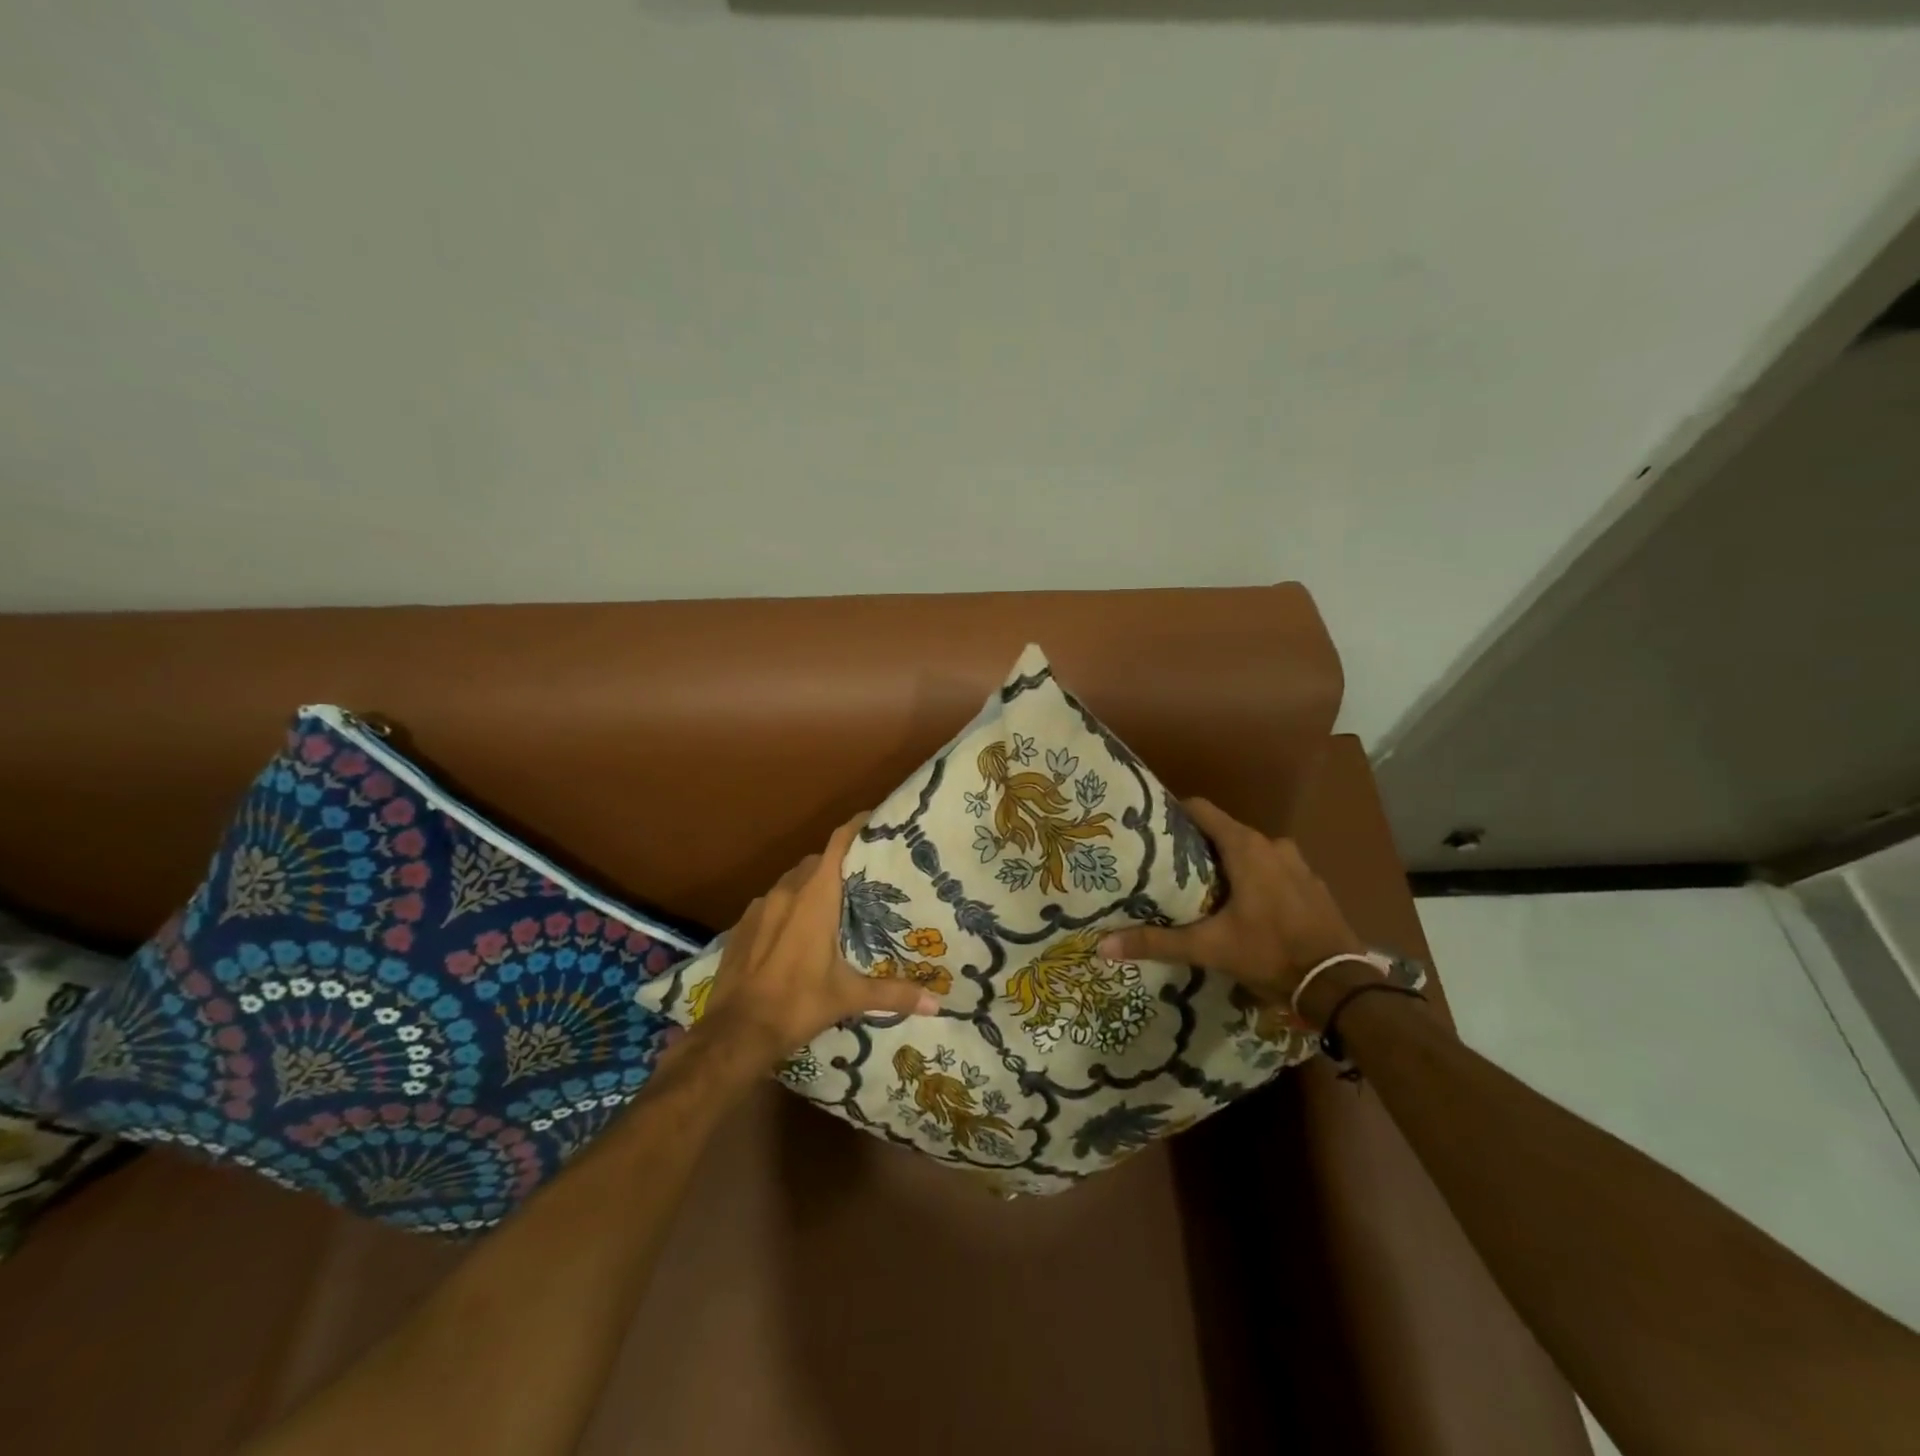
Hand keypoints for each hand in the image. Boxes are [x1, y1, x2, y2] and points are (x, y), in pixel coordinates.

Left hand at [702, 814, 939, 1064]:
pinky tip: (796, 930)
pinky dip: (788, 905)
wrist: (736, 1032)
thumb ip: (893, 994)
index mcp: (815, 898)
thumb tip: (936, 1004)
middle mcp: (787, 892)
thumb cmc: (798, 1004)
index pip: (837, 845)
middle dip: (838, 863)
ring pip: (791, 881)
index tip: (876, 821)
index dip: (856, 827)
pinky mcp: (741, 925)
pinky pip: (771, 902)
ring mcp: (759, 907)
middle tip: (863, 876)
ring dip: (811, 884)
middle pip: (816, 861)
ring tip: (833, 903)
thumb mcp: (849, 998)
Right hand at [1098, 797, 1363, 1011]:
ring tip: (1203, 887)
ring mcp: (1298, 864)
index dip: (1174, 813)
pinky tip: (1245, 906)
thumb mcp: (1209, 948)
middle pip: (1224, 831)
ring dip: (1229, 863)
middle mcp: (1273, 845)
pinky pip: (1275, 869)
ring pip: (1251, 851)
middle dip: (1197, 845)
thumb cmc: (1270, 953)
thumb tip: (1102, 945)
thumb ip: (1157, 942)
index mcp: (1246, 848)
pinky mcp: (1313, 885)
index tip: (1151, 827)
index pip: (1201, 809)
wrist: (1339, 984)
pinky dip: (1257, 878)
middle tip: (1169, 865)